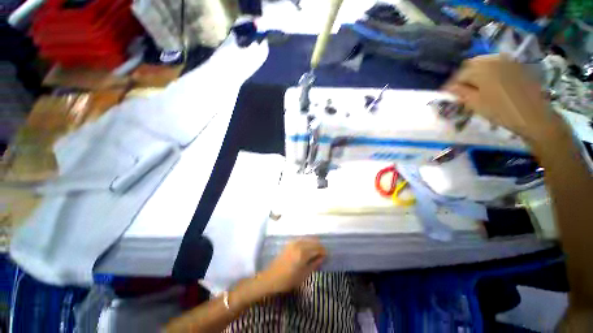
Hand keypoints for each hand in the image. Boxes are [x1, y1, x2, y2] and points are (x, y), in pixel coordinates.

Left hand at [257, 238, 326, 293]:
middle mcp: (299, 244)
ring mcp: (293, 242)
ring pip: (308, 238)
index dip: (324, 252)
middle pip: (313, 241)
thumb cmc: (288, 280)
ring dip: (313, 243)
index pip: (318, 248)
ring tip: (316, 252)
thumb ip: (314, 264)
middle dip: (319, 246)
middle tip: (322, 255)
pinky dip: (307, 242)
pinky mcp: (289, 242)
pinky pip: (302, 239)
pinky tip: (307, 249)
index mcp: (303, 253)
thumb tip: (323, 257)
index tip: (327, 257)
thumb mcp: (303, 275)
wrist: (270, 278)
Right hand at [444, 55, 569, 150]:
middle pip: (472, 64)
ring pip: (484, 62)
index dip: (451, 84)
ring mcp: (507, 61)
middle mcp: (494, 60)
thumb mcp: (476, 104)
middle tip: (458, 89)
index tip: (446, 93)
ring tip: (472, 86)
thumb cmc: (502, 111)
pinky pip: (497, 63)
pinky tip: (488, 81)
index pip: (460, 74)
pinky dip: (488, 70)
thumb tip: (449, 88)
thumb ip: (461, 93)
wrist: (534, 116)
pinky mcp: (517, 66)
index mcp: (482, 70)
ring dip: (475, 72)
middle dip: (463, 76)